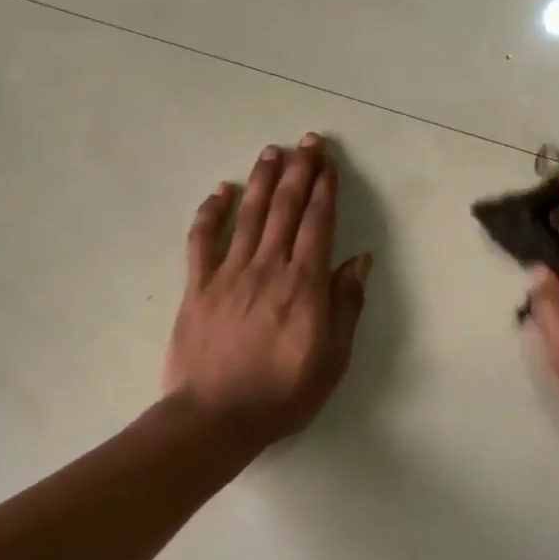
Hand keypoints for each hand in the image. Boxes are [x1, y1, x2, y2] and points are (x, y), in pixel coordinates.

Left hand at [163, 134, 371, 446]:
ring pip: (250, 215)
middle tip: (308, 141)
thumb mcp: (333, 358)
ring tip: (272, 151)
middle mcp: (268, 268)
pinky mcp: (198, 285)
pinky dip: (211, 212)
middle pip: (287, 209)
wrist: (216, 418)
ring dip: (263, 180)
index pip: (318, 224)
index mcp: (304, 285)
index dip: (325, 189)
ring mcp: (229, 273)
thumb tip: (360, 260)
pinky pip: (203, 239)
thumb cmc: (283, 393)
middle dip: (300, 171)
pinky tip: (221, 191)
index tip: (329, 163)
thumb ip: (346, 305)